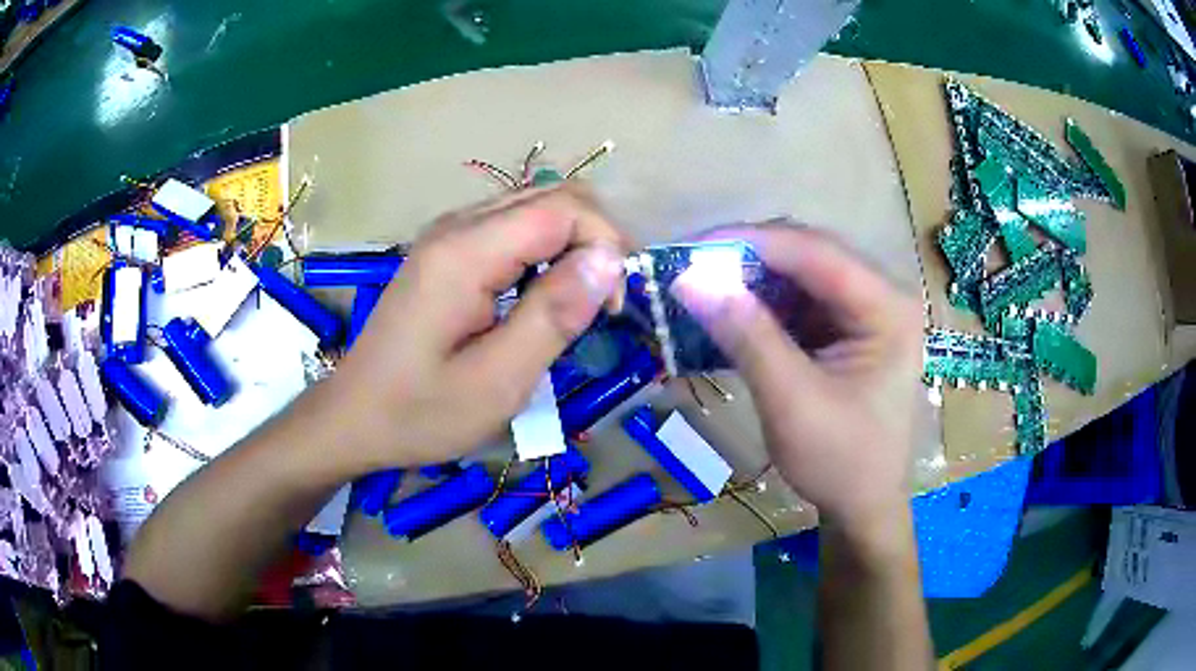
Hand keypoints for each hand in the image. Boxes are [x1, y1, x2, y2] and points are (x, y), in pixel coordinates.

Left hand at [323, 184, 629, 472]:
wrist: (354, 417)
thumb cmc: (420, 412)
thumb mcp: (497, 382)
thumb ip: (554, 316)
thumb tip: (610, 259)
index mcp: (465, 253)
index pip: (564, 208)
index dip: (605, 245)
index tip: (610, 308)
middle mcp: (456, 226)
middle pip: (553, 196)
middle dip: (595, 240)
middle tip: (600, 304)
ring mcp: (448, 235)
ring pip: (536, 208)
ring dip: (572, 246)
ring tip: (575, 305)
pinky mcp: (447, 251)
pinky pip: (512, 228)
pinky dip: (545, 252)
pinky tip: (540, 297)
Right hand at [672, 223, 922, 531]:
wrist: (863, 506)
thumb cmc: (840, 461)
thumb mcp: (791, 400)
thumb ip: (746, 335)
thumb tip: (691, 279)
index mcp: (887, 307)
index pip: (817, 252)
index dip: (752, 242)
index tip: (693, 248)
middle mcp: (882, 295)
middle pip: (809, 255)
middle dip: (749, 258)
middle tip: (693, 266)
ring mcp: (866, 311)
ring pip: (800, 274)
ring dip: (752, 280)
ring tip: (704, 287)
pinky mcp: (847, 329)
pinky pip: (799, 301)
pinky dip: (762, 304)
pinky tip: (731, 313)